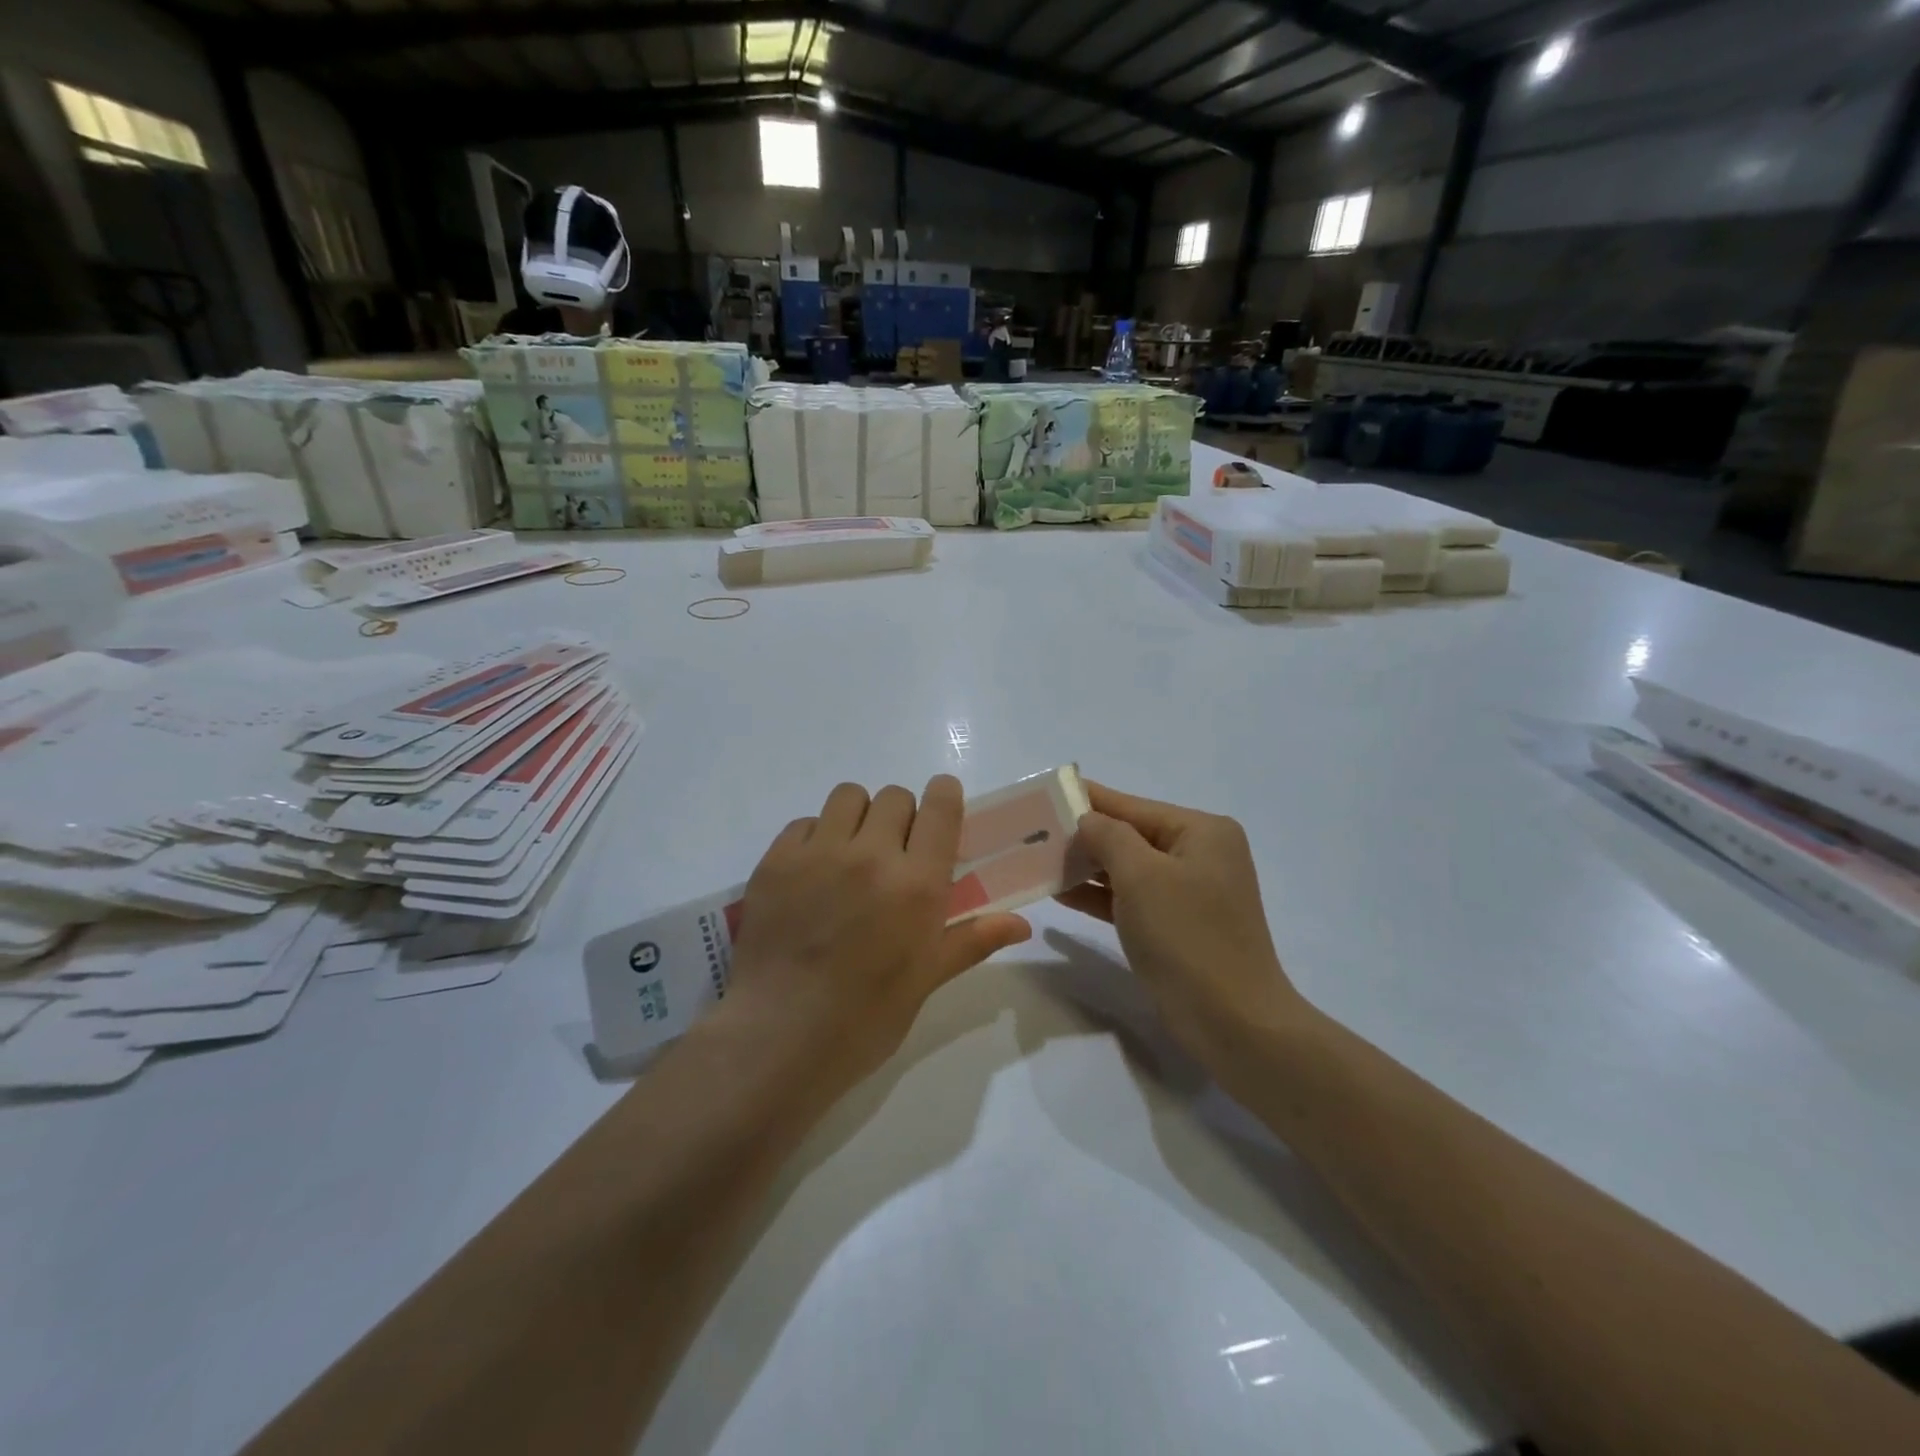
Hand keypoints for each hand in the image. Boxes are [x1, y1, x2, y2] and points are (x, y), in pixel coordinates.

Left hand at [724, 776, 1031, 1086]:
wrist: (780, 1037)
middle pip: (895, 796)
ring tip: (851, 856)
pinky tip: (812, 875)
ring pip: (848, 796)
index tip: (941, 809)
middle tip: (894, 853)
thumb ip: (973, 939)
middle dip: (902, 817)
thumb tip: (1023, 925)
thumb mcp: (927, 979)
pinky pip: (805, 823)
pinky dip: (815, 837)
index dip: (944, 796)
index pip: (940, 806)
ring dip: (858, 817)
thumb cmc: (865, 1017)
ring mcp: (819, 853)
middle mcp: (871, 855)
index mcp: (917, 884)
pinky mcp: (776, 860)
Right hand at [1058, 782, 1307, 1074]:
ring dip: (1087, 867)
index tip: (1046, 792)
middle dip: (1084, 836)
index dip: (1088, 799)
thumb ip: (1109, 837)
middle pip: (1130, 835)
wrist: (1232, 1022)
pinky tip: (1062, 892)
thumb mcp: (1142, 875)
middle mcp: (1200, 854)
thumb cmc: (1187, 936)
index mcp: (1202, 831)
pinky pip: (1131, 899)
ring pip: (1128, 869)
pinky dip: (1100, 896)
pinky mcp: (1177, 926)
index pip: (1133, 806)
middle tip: (1033, 832)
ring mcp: (1190, 892)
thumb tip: (1087, 819)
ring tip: (1038, 861)